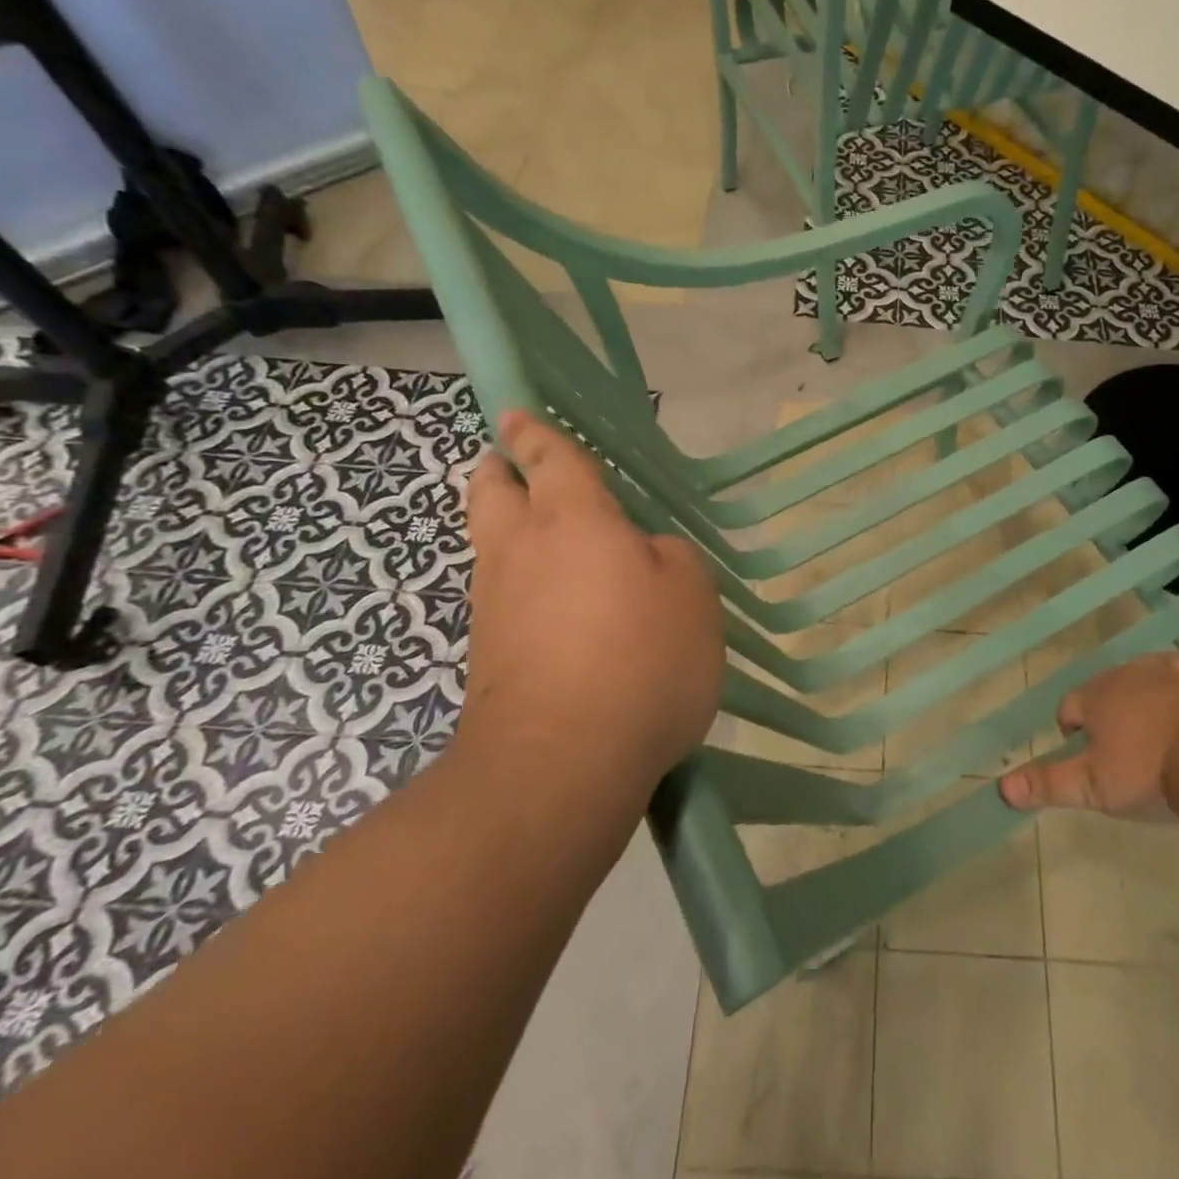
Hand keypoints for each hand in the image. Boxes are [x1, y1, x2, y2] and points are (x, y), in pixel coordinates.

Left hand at [453, 410, 724, 800]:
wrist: (561, 763)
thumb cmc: (640, 658)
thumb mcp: (690, 593)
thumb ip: (669, 557)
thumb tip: (643, 555)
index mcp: (572, 520)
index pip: (549, 458)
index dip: (535, 433)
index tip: (516, 414)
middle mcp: (521, 551)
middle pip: (491, 492)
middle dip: (498, 471)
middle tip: (509, 463)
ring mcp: (495, 606)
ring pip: (490, 545)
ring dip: (506, 527)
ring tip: (545, 533)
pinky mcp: (488, 657)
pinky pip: (502, 596)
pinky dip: (521, 583)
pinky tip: (557, 604)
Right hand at [1000, 651, 1178, 821]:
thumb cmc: (1146, 774)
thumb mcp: (1091, 787)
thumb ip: (1047, 784)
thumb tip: (1002, 789)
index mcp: (1094, 697)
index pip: (1068, 706)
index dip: (1072, 731)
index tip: (1086, 759)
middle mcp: (1121, 676)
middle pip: (1099, 689)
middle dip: (1101, 714)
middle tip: (1115, 752)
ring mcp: (1160, 674)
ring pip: (1133, 677)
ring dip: (1131, 697)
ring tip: (1141, 732)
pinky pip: (1170, 668)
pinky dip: (1166, 679)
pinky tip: (1171, 695)